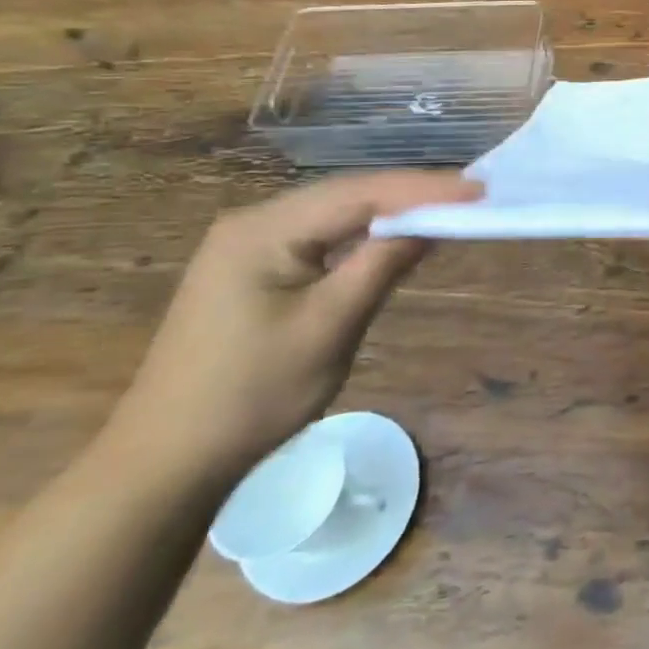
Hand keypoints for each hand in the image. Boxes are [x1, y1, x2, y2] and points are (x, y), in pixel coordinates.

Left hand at [112, 171, 481, 481]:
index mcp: (263, 230)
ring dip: (391, 210)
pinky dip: (365, 233)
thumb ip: (382, 265)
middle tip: (474, 195)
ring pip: (336, 213)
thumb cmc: (252, 395)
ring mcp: (249, 245)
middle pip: (347, 194)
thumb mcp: (329, 327)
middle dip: (412, 193)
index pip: (359, 193)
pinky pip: (322, 236)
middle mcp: (253, 223)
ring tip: (449, 207)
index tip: (480, 190)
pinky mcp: (254, 268)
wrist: (167, 460)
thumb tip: (433, 223)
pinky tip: (396, 235)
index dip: (424, 189)